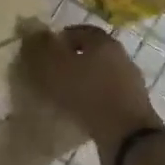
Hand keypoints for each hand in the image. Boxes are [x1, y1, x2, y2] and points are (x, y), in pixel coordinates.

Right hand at [17, 24, 160, 164]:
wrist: (126, 134)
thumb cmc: (87, 93)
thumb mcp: (55, 67)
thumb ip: (41, 48)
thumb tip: (32, 31)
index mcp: (103, 42)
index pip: (79, 30)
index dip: (59, 39)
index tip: (43, 52)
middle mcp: (120, 57)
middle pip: (91, 53)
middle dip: (70, 61)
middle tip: (49, 74)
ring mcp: (129, 82)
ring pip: (99, 75)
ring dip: (81, 82)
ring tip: (61, 96)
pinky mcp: (132, 106)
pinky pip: (105, 97)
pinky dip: (91, 100)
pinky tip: (77, 112)